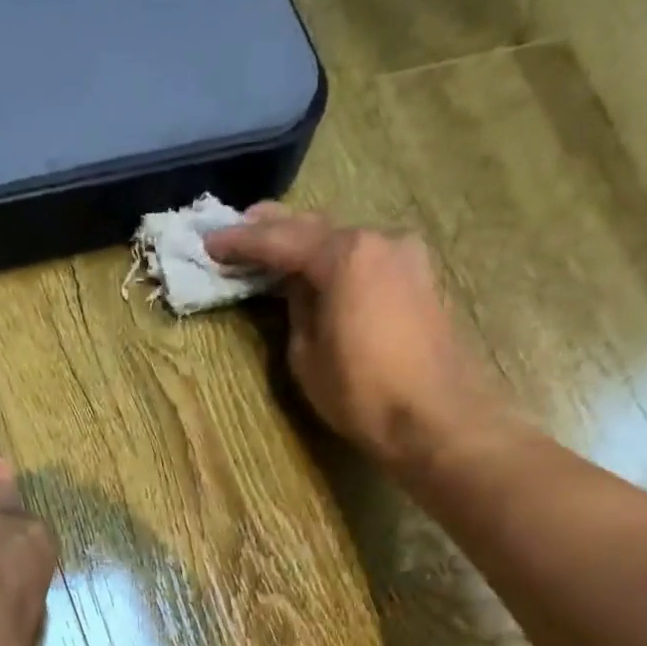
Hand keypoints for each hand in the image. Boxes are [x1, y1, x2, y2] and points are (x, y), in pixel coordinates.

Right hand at [205, 204, 511, 469]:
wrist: (436, 417)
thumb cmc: (362, 393)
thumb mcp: (308, 357)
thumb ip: (297, 311)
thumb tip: (298, 289)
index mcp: (346, 256)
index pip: (281, 240)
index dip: (242, 242)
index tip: (210, 242)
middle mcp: (379, 240)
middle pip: (316, 228)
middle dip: (275, 229)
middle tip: (239, 228)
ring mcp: (405, 256)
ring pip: (343, 241)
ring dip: (307, 244)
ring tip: (274, 249)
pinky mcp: (418, 278)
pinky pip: (365, 259)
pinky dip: (335, 261)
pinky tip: (317, 271)